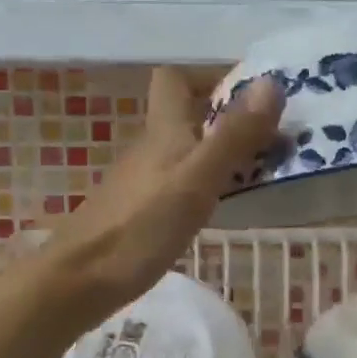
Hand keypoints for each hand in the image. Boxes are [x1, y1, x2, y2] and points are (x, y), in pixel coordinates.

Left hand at [31, 68, 282, 324]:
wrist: (80, 282)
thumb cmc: (141, 227)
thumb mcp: (197, 179)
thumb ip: (234, 135)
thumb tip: (271, 82)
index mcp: (163, 131)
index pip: (175, 78)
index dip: (210, 76)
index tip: (253, 95)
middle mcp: (151, 148)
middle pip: (187, 115)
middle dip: (230, 118)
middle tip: (276, 137)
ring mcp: (144, 181)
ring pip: (188, 150)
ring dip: (223, 152)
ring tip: (264, 171)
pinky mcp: (141, 211)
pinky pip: (182, 181)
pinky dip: (209, 183)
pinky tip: (226, 206)